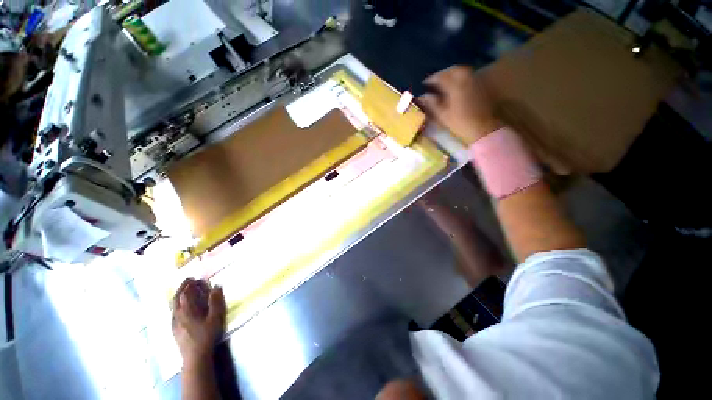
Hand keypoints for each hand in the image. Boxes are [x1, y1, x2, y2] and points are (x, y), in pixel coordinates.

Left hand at [172, 278, 226, 365]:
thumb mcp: (215, 318)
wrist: (195, 357)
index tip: (194, 278)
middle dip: (181, 288)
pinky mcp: (174, 330)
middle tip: (188, 280)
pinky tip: (182, 308)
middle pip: (176, 298)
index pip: (185, 293)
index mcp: (186, 311)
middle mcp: (177, 315)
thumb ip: (215, 301)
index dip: (189, 284)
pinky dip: (177, 305)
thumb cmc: (206, 336)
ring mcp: (174, 323)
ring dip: (178, 296)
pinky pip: (174, 313)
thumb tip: (216, 286)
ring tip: (185, 291)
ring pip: (173, 306)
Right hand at [419, 65, 501, 144]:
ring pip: (460, 72)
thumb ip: (432, 104)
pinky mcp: (480, 85)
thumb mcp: (443, 115)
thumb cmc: (461, 123)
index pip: (440, 77)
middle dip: (441, 74)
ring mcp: (474, 81)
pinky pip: (467, 76)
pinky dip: (459, 78)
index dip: (431, 80)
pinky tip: (454, 85)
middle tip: (434, 81)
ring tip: (443, 82)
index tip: (424, 84)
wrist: (483, 127)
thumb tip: (424, 96)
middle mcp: (465, 79)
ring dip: (450, 74)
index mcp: (455, 85)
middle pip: (452, 70)